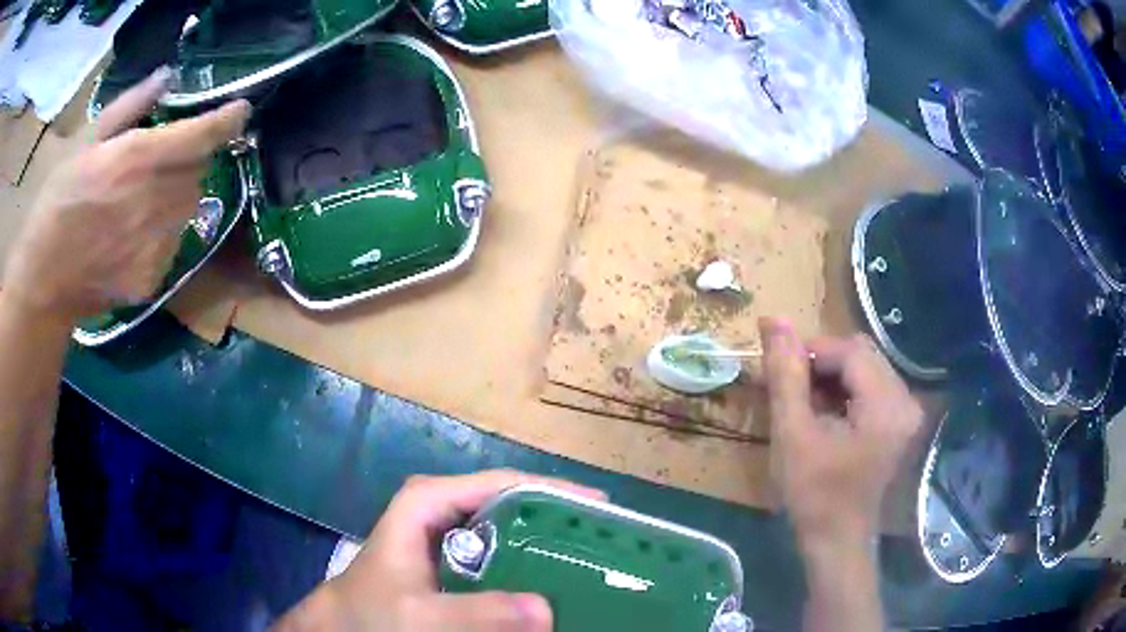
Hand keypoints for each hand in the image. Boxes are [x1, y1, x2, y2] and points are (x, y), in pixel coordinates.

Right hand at [1, 68, 249, 321]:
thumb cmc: (56, 202)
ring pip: (188, 207)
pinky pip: (172, 245)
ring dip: (177, 194)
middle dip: (190, 158)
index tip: (241, 110)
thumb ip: (130, 106)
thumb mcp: (85, 141)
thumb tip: (168, 77)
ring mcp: (154, 246)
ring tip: (141, 198)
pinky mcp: (151, 280)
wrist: (43, 282)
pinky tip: (133, 234)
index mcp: (137, 159)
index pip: (201, 136)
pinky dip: (163, 231)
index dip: (227, 121)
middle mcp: (153, 201)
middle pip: (198, 172)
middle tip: (162, 159)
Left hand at [280, 471, 605, 631]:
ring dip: (546, 542)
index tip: (601, 508)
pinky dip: (526, 564)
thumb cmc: (372, 610)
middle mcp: (444, 505)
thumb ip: (477, 612)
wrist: (343, 624)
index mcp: (432, 499)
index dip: (555, 491)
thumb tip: (547, 610)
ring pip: (508, 527)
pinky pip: (499, 553)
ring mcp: (447, 531)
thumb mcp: (420, 614)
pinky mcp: (452, 557)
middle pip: (513, 502)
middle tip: (605, 539)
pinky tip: (550, 582)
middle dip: (557, 519)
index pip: (505, 483)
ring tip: (589, 557)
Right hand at [759, 317, 922, 549]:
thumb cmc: (814, 494)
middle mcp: (905, 399)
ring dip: (831, 376)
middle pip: (860, 354)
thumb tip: (773, 319)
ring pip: (865, 368)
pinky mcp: (900, 421)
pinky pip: (870, 387)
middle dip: (821, 363)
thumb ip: (785, 374)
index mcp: (886, 403)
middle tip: (788, 388)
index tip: (777, 367)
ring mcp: (906, 410)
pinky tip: (824, 412)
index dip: (810, 351)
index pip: (849, 350)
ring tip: (802, 401)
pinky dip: (844, 391)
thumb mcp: (793, 434)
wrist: (836, 541)